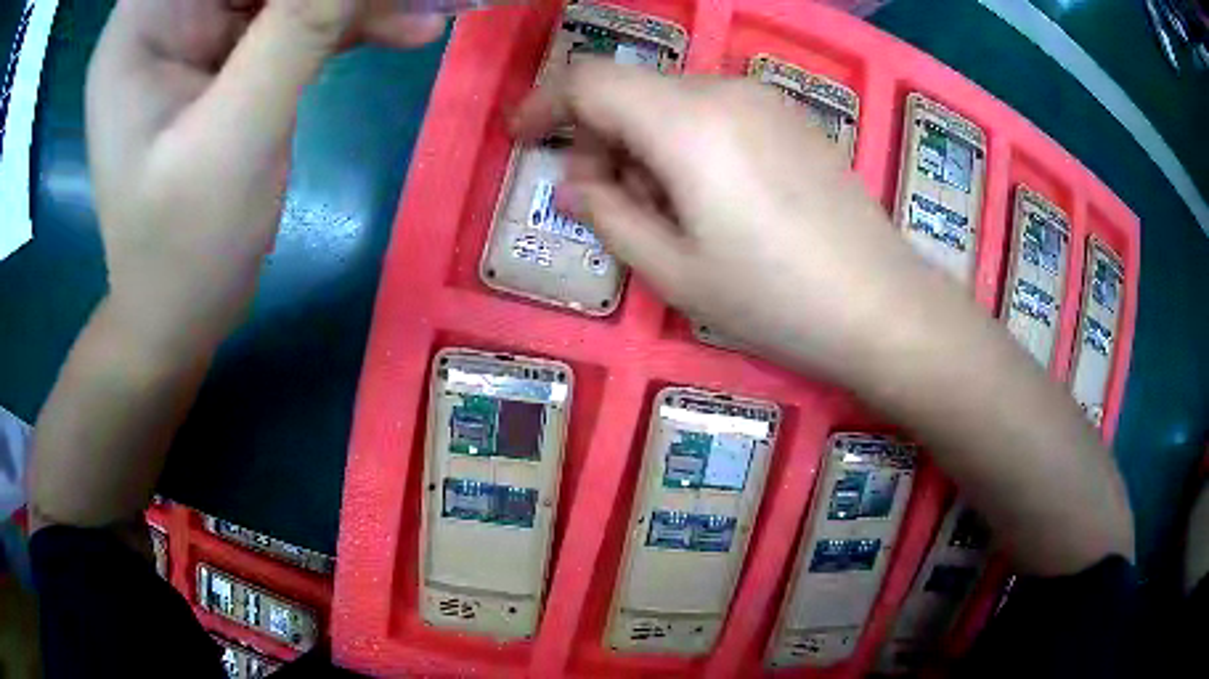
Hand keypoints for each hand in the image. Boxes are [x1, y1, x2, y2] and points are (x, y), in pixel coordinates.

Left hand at [86, 0, 443, 356]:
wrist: (177, 315)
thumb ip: (298, 30)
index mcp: (141, 22)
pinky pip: (295, 15)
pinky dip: (349, 20)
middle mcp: (165, 12)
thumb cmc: (181, 247)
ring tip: (425, 6)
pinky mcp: (227, 54)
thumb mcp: (234, 136)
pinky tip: (405, 29)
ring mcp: (196, 31)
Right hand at [513, 60, 955, 379]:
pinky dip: (686, 142)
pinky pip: (714, 112)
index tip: (523, 140)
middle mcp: (725, 91)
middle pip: (631, 90)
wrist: (884, 306)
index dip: (543, 105)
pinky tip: (710, 198)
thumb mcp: (674, 272)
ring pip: (671, 102)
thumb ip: (609, 216)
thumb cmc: (776, 300)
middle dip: (598, 138)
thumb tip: (573, 185)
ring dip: (643, 144)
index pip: (589, 80)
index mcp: (687, 123)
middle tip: (604, 204)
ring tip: (665, 213)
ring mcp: (765, 100)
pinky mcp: (791, 118)